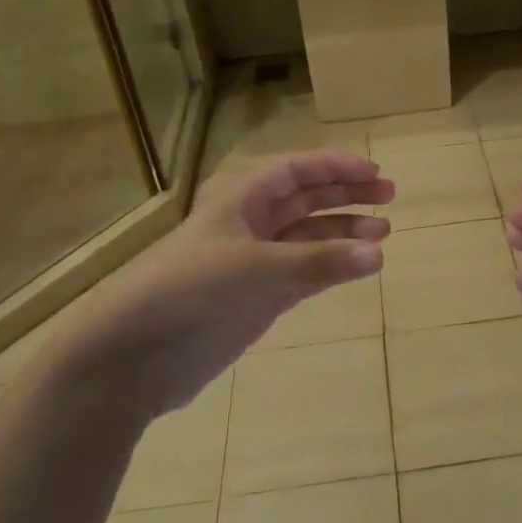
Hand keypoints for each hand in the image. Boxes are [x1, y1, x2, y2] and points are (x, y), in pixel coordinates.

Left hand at [71, 151, 392, 417]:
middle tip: (388, 198)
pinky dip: (330, 267)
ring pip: (307, 236)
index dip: (336, 168)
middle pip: (305, 198)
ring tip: (383, 234)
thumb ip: (319, 262)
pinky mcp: (255, 298)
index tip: (375, 174)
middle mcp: (249, 223)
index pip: (296, 170)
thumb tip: (378, 253)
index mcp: (240, 198)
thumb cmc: (190, 290)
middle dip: (345, 195)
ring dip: (342, 232)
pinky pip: (303, 272)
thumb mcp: (257, 269)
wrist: (132, 355)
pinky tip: (357, 267)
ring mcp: (252, 262)